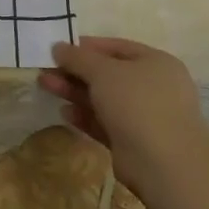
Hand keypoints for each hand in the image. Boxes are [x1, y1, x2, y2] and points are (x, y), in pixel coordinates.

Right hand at [37, 36, 208, 196]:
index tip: (58, 49)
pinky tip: (64, 113)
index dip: (86, 46)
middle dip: (74, 71)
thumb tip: (58, 46)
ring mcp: (144, 116)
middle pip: (107, 74)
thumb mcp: (103, 71)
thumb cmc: (137, 102)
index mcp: (155, 62)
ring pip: (103, 99)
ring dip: (74, 92)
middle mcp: (152, 87)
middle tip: (45, 70)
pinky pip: (104, 123)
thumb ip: (78, 57)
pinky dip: (85, 116)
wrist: (164, 162)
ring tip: (45, 86)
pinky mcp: (132, 141)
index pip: (116, 47)